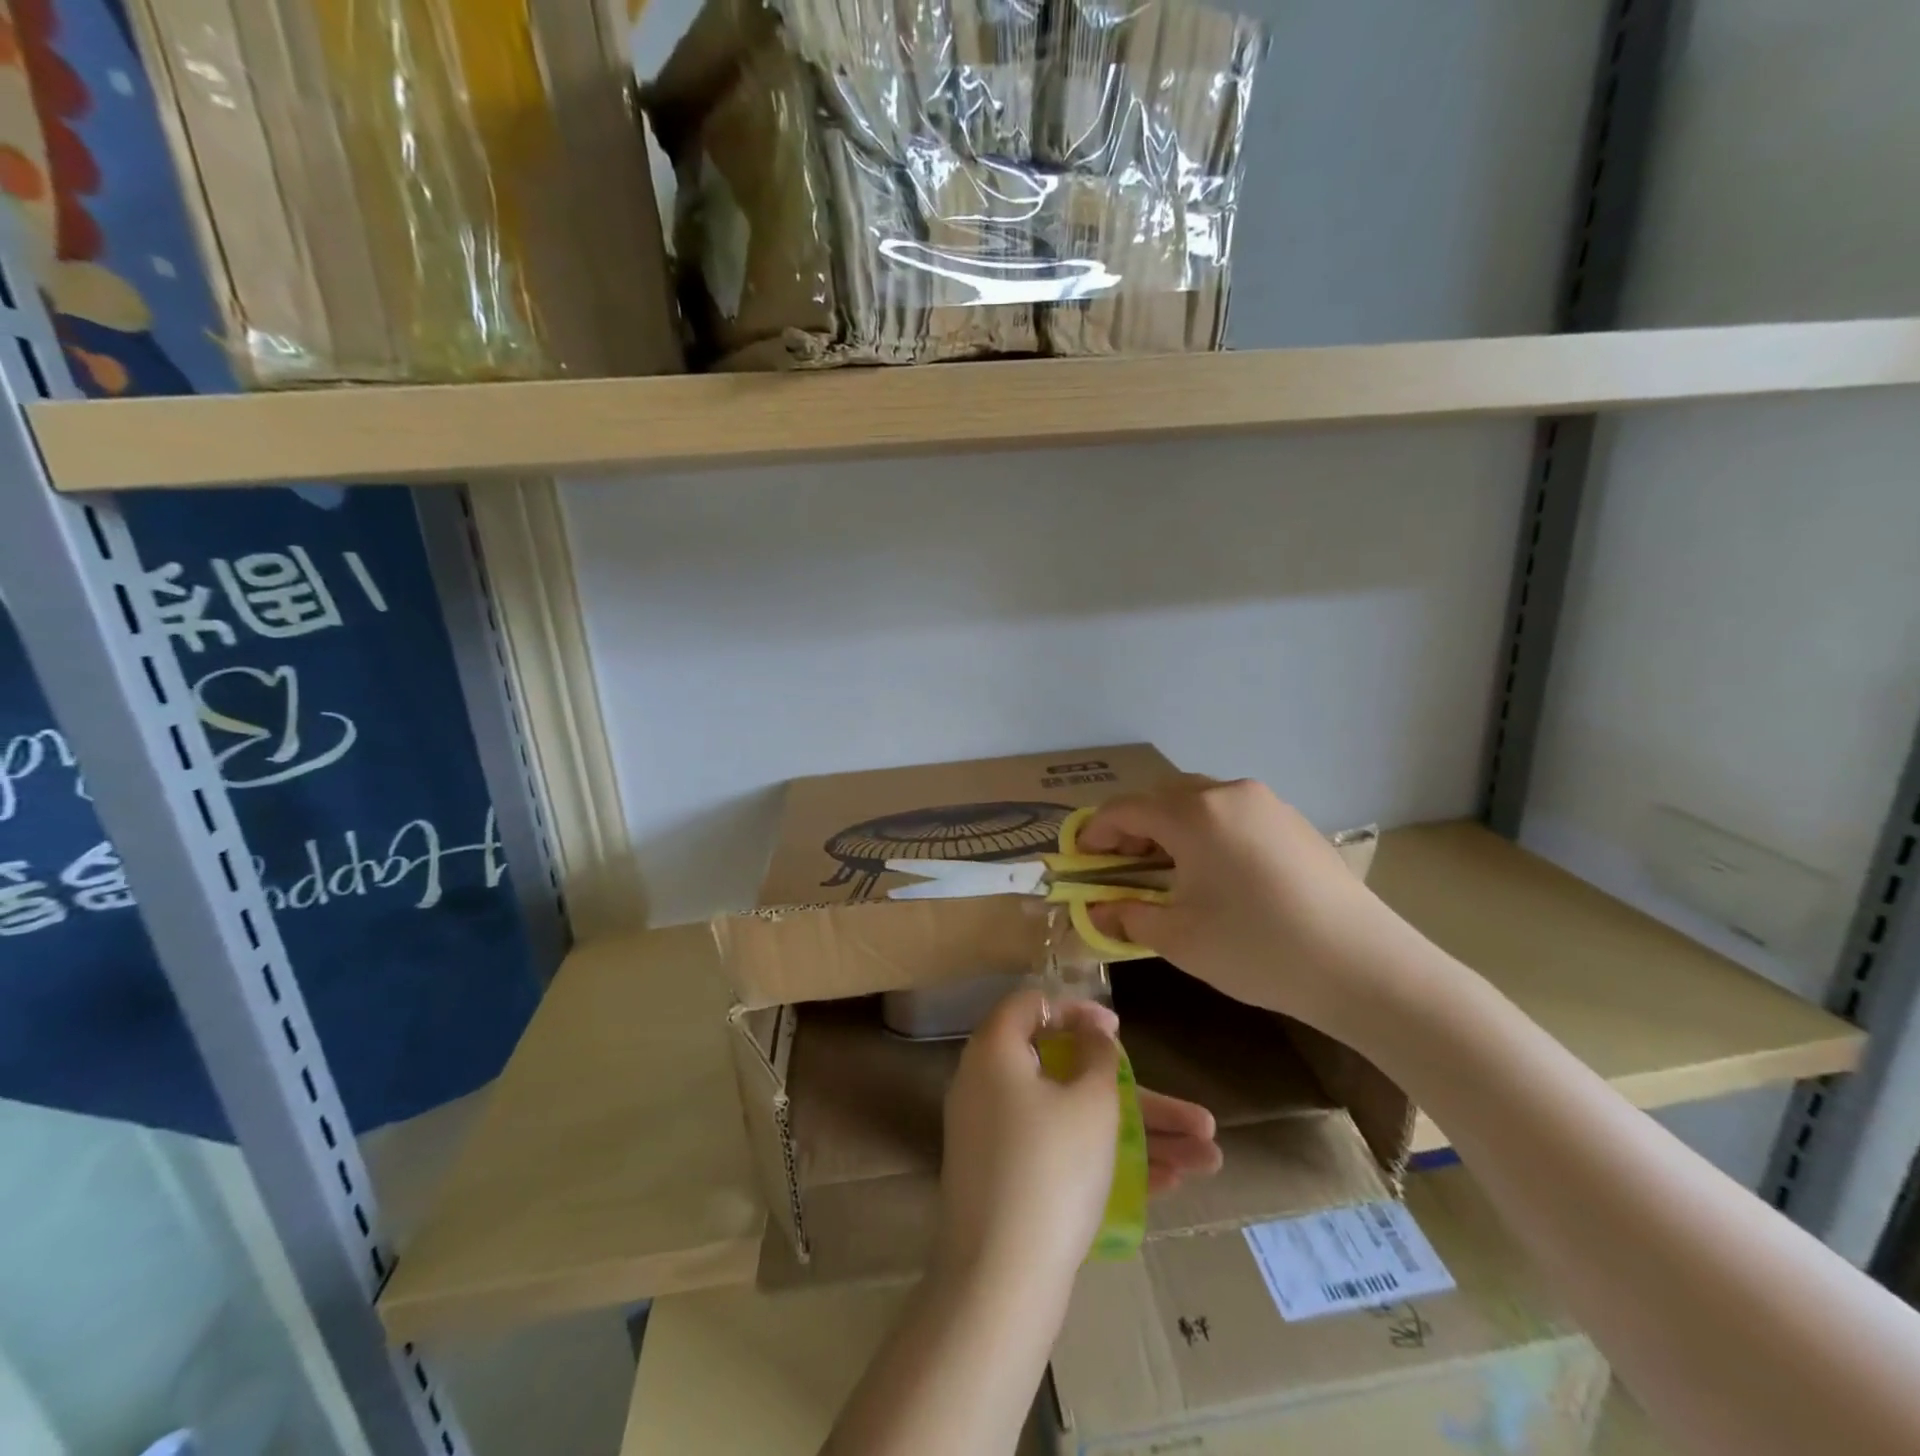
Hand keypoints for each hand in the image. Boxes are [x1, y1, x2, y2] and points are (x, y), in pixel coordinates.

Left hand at [936, 991, 1221, 1290]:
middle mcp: (991, 1088)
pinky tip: (1172, 1183)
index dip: (1077, 1010)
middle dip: (1140, 1096)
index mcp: (995, 1053)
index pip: (1032, 1007)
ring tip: (1210, 1158)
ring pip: (1077, 1122)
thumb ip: (1098, 1056)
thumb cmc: (1050, 1168)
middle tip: (1195, 1116)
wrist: (1000, 1282)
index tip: (1116, 1030)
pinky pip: (1063, 1155)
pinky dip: (1110, 1162)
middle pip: (1070, 1075)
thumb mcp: (1089, 1102)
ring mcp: (1000, 1139)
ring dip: (1141, 1136)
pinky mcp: (1012, 1183)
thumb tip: (1091, 1030)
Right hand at [1079, 777, 1419, 1040]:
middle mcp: (1227, 793)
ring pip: (1199, 800)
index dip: (1095, 832)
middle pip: (1162, 796)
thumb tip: (1097, 909)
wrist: (1363, 965)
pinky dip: (1208, 830)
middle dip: (1133, 826)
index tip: (1080, 858)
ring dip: (1171, 826)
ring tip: (1168, 869)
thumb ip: (1128, 915)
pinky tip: (1216, 871)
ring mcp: (1266, 803)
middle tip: (1121, 865)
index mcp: (1193, 814)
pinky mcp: (1293, 821)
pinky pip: (1233, 813)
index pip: (1125, 810)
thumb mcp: (1179, 938)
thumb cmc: (1257, 949)